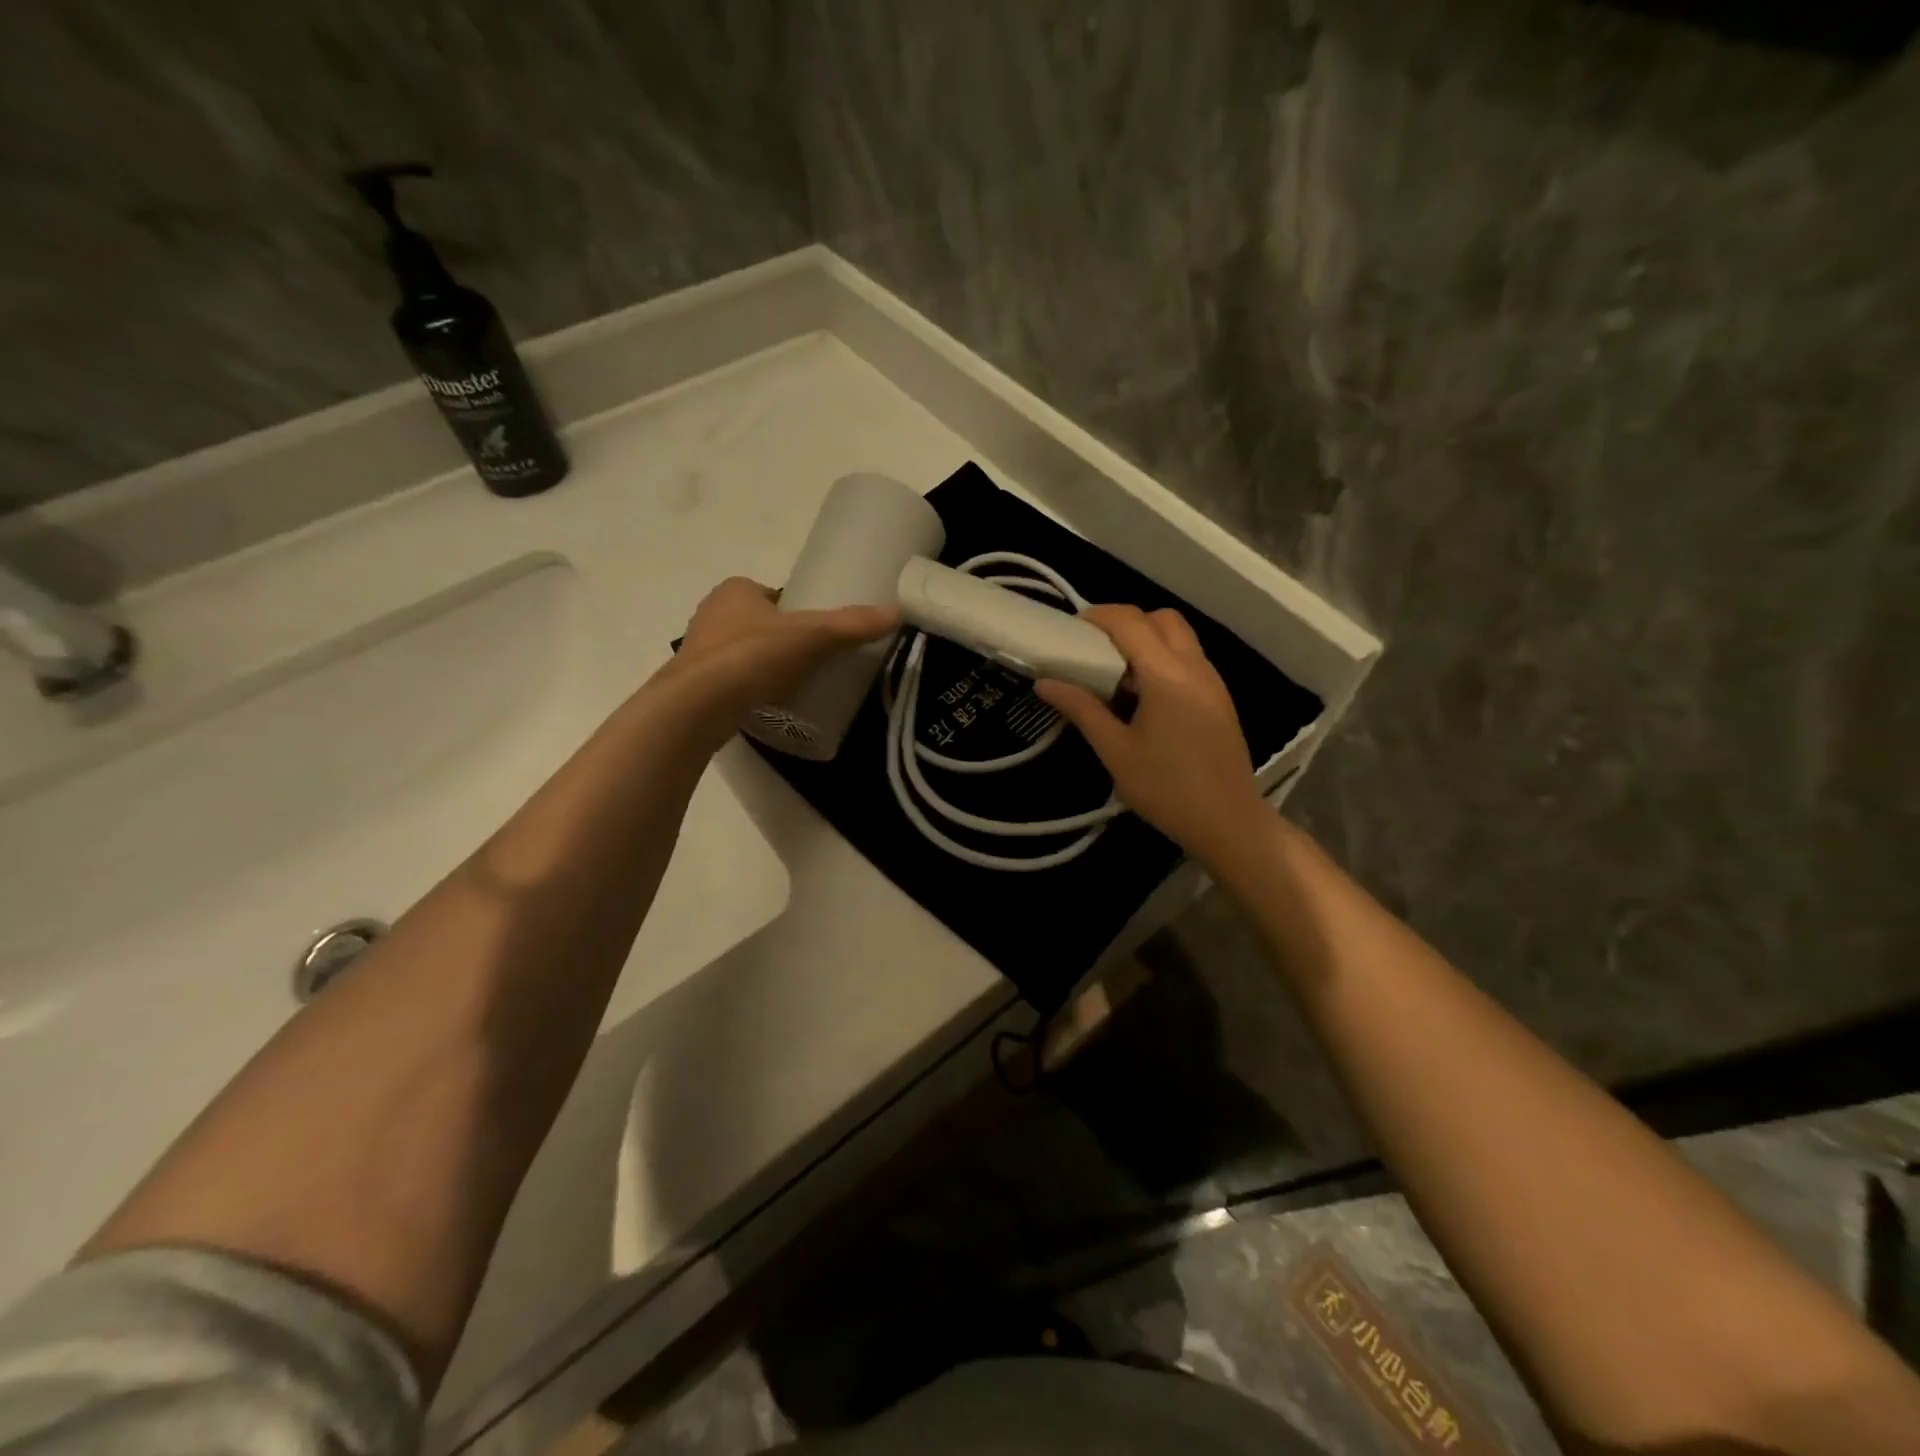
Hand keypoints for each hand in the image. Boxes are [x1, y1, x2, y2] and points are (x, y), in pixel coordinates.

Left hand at [668, 577, 897, 731]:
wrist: (698, 705)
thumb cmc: (752, 657)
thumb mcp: (811, 637)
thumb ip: (851, 626)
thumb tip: (897, 613)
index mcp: (735, 590)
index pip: (772, 595)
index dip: (795, 611)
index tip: (817, 635)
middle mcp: (711, 613)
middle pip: (757, 623)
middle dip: (779, 640)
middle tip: (811, 663)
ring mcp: (697, 650)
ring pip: (740, 652)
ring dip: (761, 665)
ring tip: (792, 687)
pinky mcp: (693, 684)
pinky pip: (728, 681)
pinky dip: (746, 689)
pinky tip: (765, 705)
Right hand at [1035, 605, 1267, 868]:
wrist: (1228, 821)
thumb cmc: (1166, 788)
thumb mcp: (1115, 751)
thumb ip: (1081, 709)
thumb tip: (1045, 682)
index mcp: (1167, 675)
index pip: (1130, 622)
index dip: (1098, 616)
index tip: (1070, 630)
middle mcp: (1194, 667)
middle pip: (1161, 618)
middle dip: (1126, 621)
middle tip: (1095, 648)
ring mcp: (1212, 681)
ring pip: (1179, 636)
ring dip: (1146, 638)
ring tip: (1115, 672)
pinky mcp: (1219, 698)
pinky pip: (1189, 658)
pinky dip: (1163, 658)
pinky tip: (1142, 695)